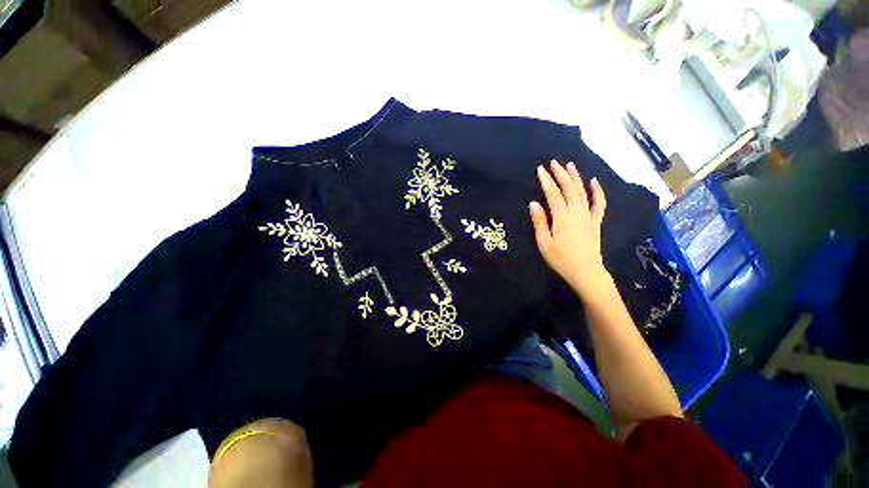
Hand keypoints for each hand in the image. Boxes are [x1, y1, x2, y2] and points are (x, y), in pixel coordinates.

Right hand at [530, 160, 609, 299]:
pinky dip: (598, 191)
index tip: (540, 169)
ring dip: (576, 177)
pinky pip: (599, 203)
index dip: (546, 180)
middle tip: (554, 162)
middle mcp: (576, 212)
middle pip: (569, 188)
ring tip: (570, 165)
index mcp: (562, 217)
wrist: (586, 271)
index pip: (553, 193)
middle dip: (560, 174)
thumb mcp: (544, 242)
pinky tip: (594, 181)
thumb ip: (539, 221)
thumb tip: (533, 203)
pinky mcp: (596, 222)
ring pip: (582, 192)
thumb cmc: (561, 259)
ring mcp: (588, 216)